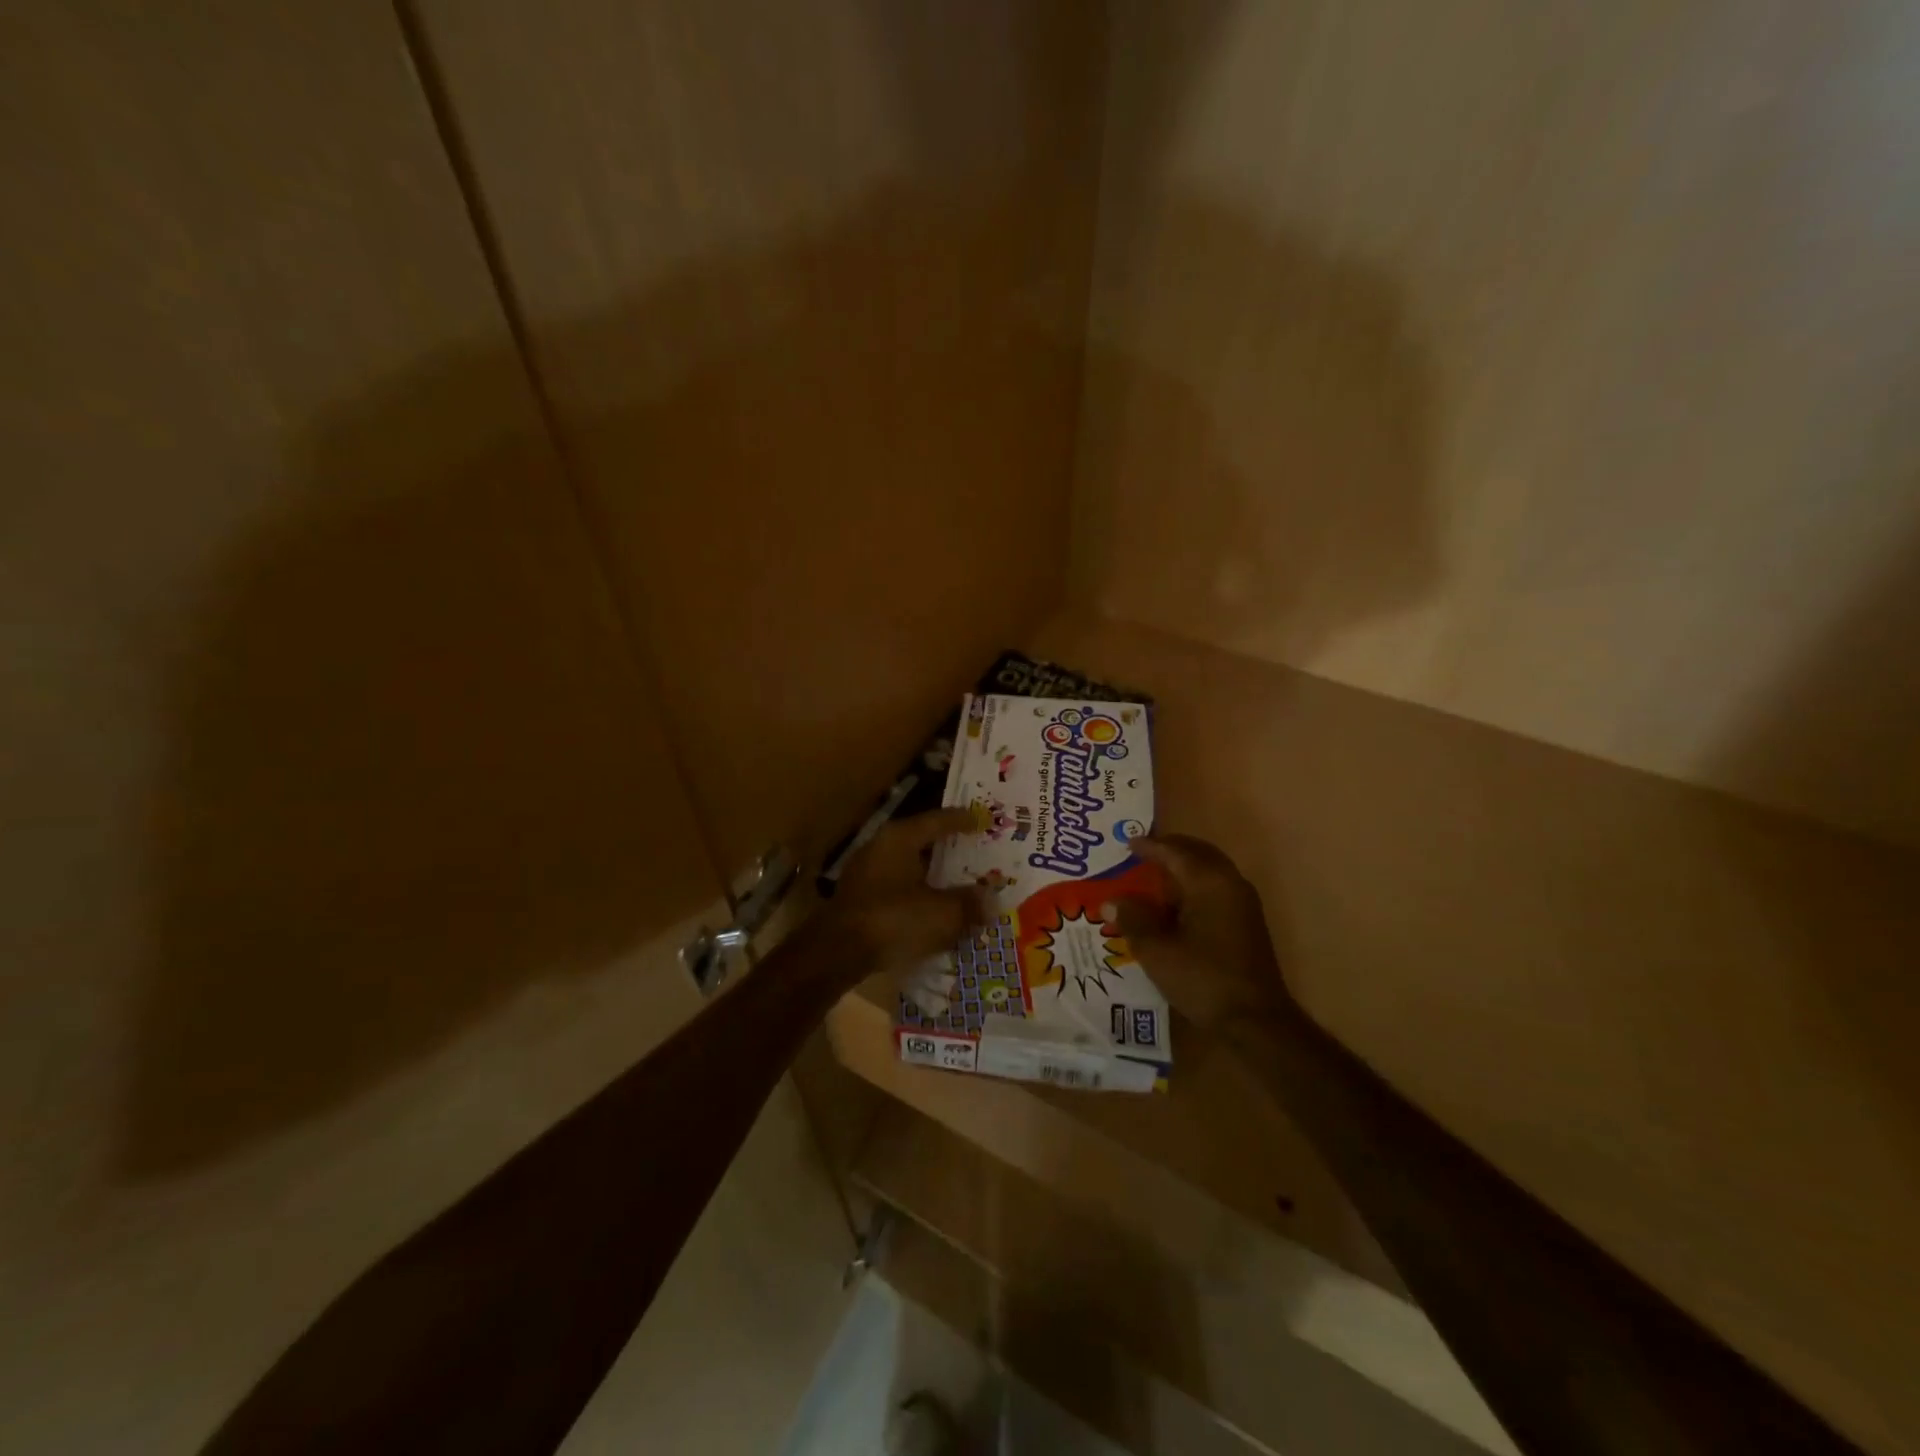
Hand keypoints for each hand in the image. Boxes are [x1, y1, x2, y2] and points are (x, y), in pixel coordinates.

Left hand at [824, 809, 984, 979]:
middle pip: (922, 841)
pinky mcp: (859, 898)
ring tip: (959, 882)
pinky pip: (898, 887)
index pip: (938, 820)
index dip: (964, 820)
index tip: (985, 819)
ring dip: (934, 874)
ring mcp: (866, 872)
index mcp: (900, 838)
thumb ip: (969, 903)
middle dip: (950, 848)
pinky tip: (933, 908)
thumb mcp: (941, 913)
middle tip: (976, 850)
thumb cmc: (893, 920)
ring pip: (910, 866)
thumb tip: (991, 900)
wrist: (837, 953)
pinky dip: (918, 892)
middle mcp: (880, 846)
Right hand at [1106, 834, 1291, 1029]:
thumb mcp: (1157, 950)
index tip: (1127, 844)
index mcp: (1209, 882)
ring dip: (1184, 868)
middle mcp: (1230, 884)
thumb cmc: (1203, 978)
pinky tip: (1176, 905)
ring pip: (1210, 870)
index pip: (1175, 852)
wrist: (1255, 1021)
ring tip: (1155, 876)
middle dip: (1171, 850)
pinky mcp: (1247, 924)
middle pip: (1198, 853)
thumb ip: (1133, 919)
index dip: (1150, 846)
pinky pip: (1217, 888)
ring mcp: (1243, 904)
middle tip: (1143, 853)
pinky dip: (1195, 885)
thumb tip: (1111, 901)